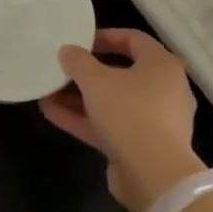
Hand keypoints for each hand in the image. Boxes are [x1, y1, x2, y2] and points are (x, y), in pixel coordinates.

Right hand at [39, 28, 204, 211]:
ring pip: (113, 102)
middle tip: (63, 68)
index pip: (134, 39)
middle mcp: (164, 90)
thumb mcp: (96, 80)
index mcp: (162, 66)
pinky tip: (51, 113)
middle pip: (122, 73)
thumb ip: (78, 62)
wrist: (154, 174)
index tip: (80, 40)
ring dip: (80, 97)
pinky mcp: (141, 147)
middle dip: (88, 72)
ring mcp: (154, 121)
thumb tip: (67, 50)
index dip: (105, 36)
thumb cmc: (129, 112)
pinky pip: (109, 126)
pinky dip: (84, 119)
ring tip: (48, 91)